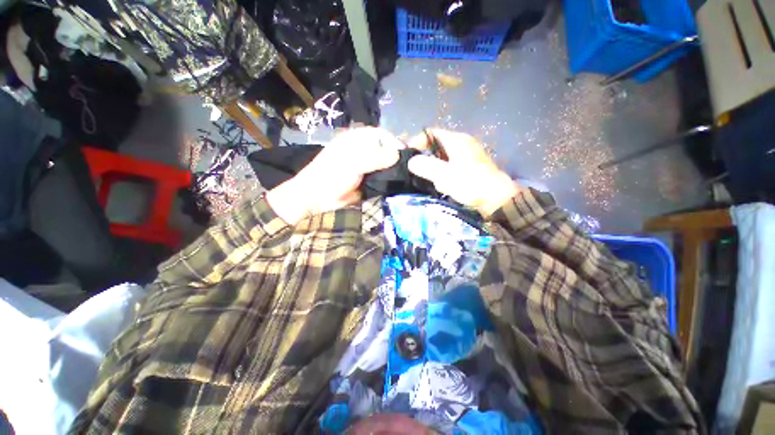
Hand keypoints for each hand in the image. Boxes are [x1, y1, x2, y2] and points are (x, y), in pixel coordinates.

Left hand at [266, 127, 402, 223]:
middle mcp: (365, 150)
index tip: (405, 156)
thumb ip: (375, 158)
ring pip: (387, 165)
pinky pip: (384, 178)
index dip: (395, 143)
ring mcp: (368, 167)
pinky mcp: (370, 181)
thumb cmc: (331, 175)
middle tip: (409, 169)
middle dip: (397, 158)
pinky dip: (391, 181)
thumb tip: (397, 155)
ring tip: (406, 178)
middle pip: (387, 150)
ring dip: (395, 171)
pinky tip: (398, 185)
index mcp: (358, 139)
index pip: (383, 136)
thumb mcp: (352, 162)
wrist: (318, 199)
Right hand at [407, 129, 518, 216]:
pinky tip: (446, 186)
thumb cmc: (470, 184)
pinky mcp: (471, 166)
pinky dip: (444, 174)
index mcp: (456, 140)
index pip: (430, 133)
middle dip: (426, 159)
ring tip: (436, 183)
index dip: (417, 142)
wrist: (497, 199)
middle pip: (436, 146)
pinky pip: (451, 166)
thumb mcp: (444, 175)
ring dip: (435, 169)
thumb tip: (411, 161)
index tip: (408, 156)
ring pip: (442, 158)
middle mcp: (462, 143)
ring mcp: (468, 155)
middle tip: (420, 173)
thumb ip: (425, 166)